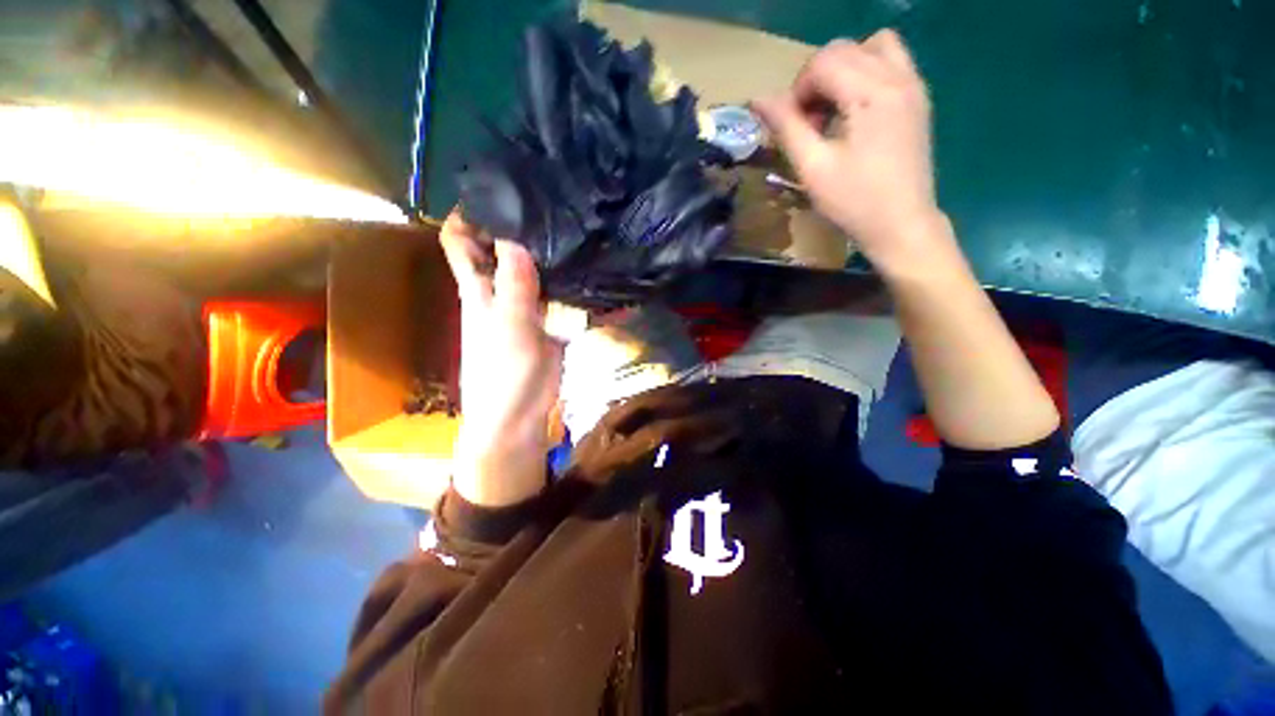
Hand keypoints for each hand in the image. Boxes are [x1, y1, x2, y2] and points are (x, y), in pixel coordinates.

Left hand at [439, 211, 562, 505]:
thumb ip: (514, 285)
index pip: (461, 241)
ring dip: (556, 256)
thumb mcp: (508, 326)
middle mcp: (503, 291)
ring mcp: (530, 308)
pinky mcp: (553, 324)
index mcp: (480, 288)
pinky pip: (565, 299)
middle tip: (556, 204)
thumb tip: (517, 236)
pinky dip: (579, 289)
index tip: (499, 192)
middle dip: (523, 228)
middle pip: (506, 250)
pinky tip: (601, 276)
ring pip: (539, 273)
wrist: (520, 416)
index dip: (469, 215)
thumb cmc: (503, 373)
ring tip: (584, 232)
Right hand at [752, 31, 949, 276]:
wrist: (901, 224)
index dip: (797, 91)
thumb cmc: (853, 201)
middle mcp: (897, 76)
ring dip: (843, 70)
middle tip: (808, 123)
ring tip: (832, 110)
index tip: (792, 128)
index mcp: (871, 93)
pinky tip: (856, 110)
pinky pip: (892, 61)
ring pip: (871, 47)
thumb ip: (786, 127)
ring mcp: (913, 85)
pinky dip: (867, 73)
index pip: (823, 62)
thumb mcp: (812, 168)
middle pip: (844, 50)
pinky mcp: (919, 98)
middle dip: (816, 81)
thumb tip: (757, 99)